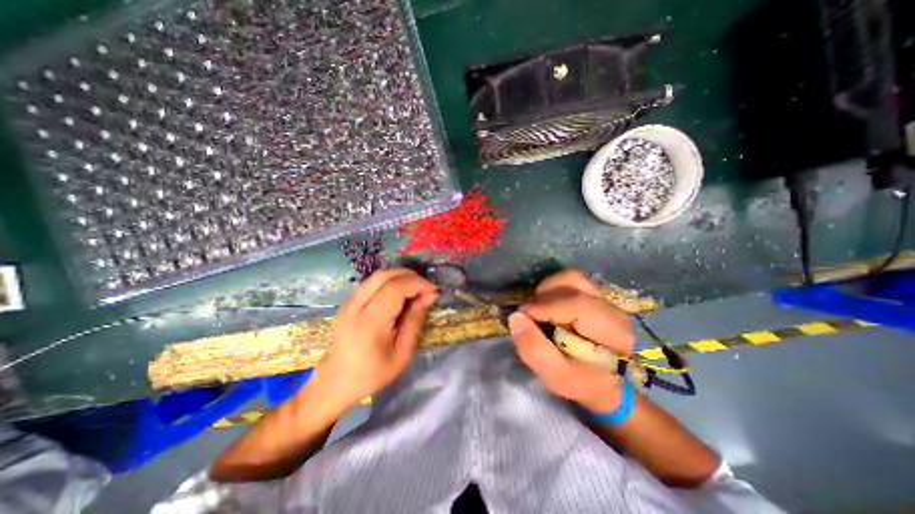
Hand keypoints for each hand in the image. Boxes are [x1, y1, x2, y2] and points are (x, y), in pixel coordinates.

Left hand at [313, 268, 437, 409]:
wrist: (335, 381)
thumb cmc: (372, 373)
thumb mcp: (402, 353)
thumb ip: (415, 320)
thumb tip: (429, 295)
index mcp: (369, 322)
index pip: (395, 288)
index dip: (417, 283)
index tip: (433, 291)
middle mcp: (355, 305)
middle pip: (385, 275)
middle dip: (410, 276)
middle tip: (425, 288)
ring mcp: (348, 301)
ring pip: (378, 275)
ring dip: (401, 276)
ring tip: (415, 289)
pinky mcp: (347, 301)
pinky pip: (372, 282)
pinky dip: (390, 281)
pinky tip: (400, 293)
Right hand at [508, 271, 637, 410]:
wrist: (601, 380)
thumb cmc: (580, 381)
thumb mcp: (555, 376)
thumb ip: (534, 349)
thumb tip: (516, 317)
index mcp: (613, 333)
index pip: (577, 305)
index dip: (545, 307)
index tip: (522, 316)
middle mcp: (612, 308)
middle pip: (573, 284)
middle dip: (544, 298)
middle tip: (530, 316)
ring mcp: (604, 298)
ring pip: (570, 277)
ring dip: (547, 290)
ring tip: (538, 310)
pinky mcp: (594, 294)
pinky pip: (569, 280)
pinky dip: (552, 289)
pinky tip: (547, 306)